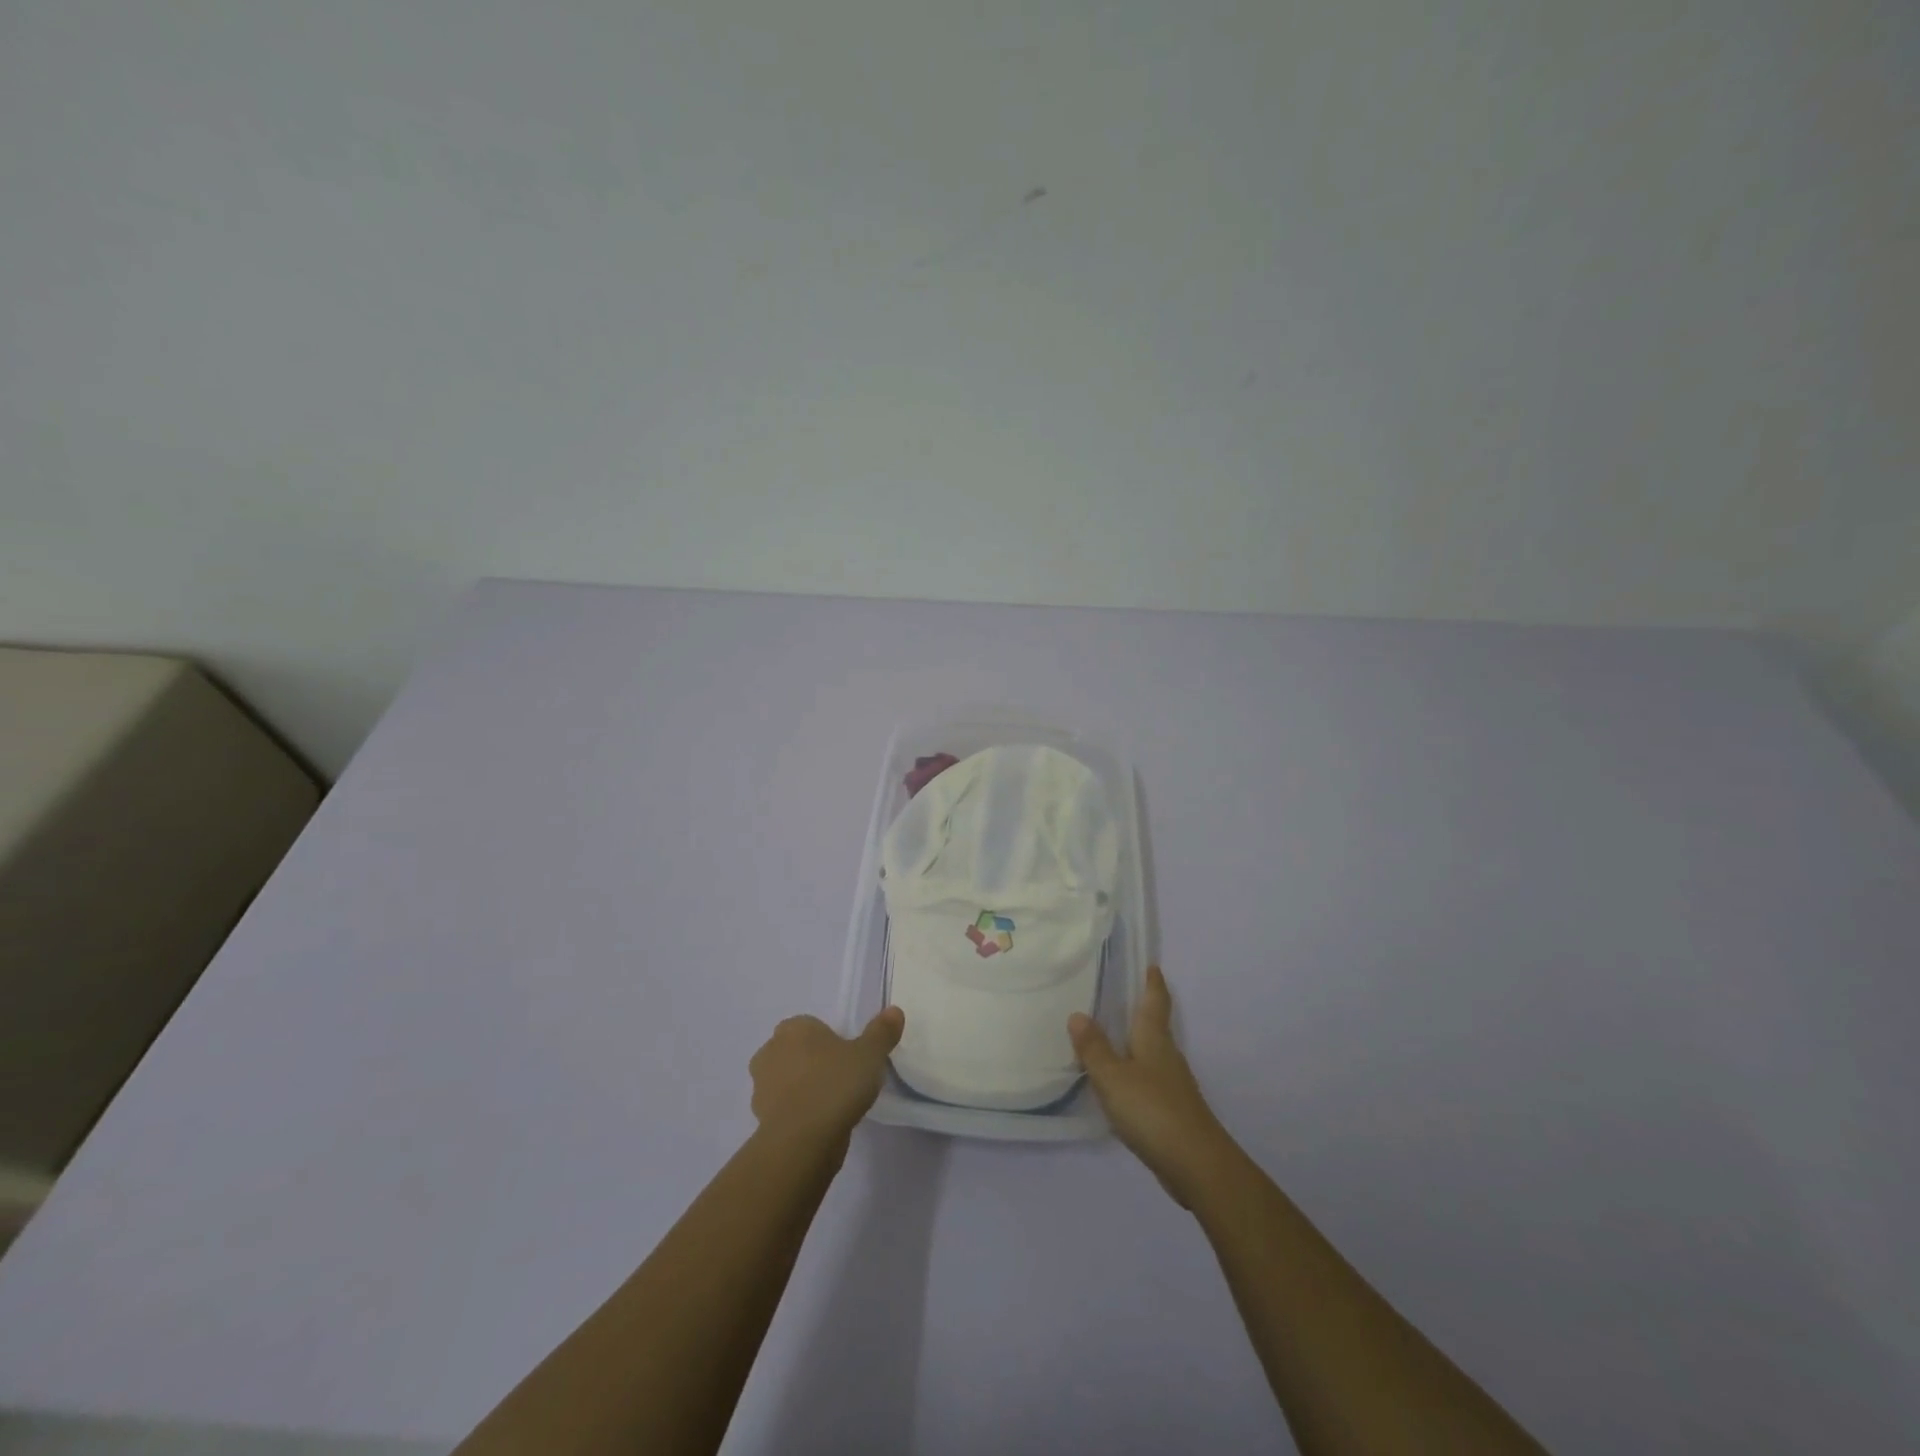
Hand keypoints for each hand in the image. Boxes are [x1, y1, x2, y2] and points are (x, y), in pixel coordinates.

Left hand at [749, 1007, 903, 1149]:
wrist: (803, 1141)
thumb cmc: (835, 1085)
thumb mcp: (870, 1055)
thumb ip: (881, 1032)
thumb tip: (894, 1011)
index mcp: (793, 1028)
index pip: (810, 1026)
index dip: (829, 1040)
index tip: (848, 1058)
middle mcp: (770, 1051)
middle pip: (795, 1051)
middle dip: (812, 1062)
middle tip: (841, 1079)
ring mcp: (761, 1086)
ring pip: (786, 1080)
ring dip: (802, 1088)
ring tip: (832, 1105)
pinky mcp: (760, 1118)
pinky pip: (784, 1108)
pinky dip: (797, 1113)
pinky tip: (820, 1124)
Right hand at [1070, 967, 1234, 1206]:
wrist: (1196, 1164)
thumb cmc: (1152, 1110)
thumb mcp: (1113, 1077)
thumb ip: (1094, 1048)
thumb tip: (1078, 1014)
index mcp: (1154, 1039)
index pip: (1155, 1002)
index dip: (1153, 983)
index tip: (1152, 965)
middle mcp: (1167, 1056)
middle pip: (1155, 1026)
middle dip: (1142, 1011)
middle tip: (1119, 996)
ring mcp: (1172, 1085)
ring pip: (1152, 1054)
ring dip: (1135, 1043)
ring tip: (1111, 1037)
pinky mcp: (1172, 1111)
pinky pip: (1149, 1080)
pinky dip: (1134, 1073)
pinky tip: (1119, 1084)